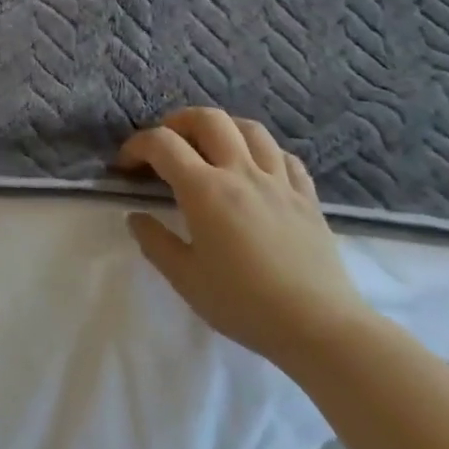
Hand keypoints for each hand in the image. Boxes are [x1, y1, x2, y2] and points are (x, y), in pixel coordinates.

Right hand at [120, 107, 373, 365]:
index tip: (125, 166)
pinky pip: (284, 156)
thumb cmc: (245, 304)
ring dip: (222, 128)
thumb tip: (136, 217)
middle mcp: (241, 173)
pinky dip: (262, 151)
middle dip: (178, 122)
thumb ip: (155, 242)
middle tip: (166, 145)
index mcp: (205, 189)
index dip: (136, 146)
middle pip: (208, 119)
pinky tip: (254, 169)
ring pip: (250, 128)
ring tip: (209, 147)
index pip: (162, 143)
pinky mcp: (308, 198)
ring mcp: (279, 182)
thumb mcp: (185, 279)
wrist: (322, 329)